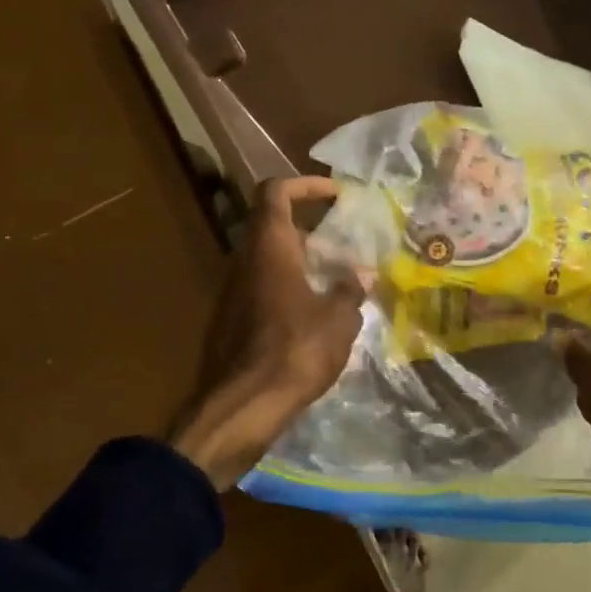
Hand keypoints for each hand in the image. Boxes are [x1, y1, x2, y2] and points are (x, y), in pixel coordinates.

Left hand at [172, 177, 364, 489]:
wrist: (242, 406)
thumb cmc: (295, 351)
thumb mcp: (339, 319)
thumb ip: (350, 290)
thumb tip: (360, 274)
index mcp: (269, 248)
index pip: (276, 192)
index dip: (306, 185)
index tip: (336, 194)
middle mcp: (244, 262)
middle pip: (273, 228)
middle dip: (311, 232)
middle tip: (344, 249)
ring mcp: (232, 294)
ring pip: (268, 263)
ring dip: (301, 265)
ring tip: (337, 286)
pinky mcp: (230, 323)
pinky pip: (262, 292)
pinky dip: (288, 292)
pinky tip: (315, 321)